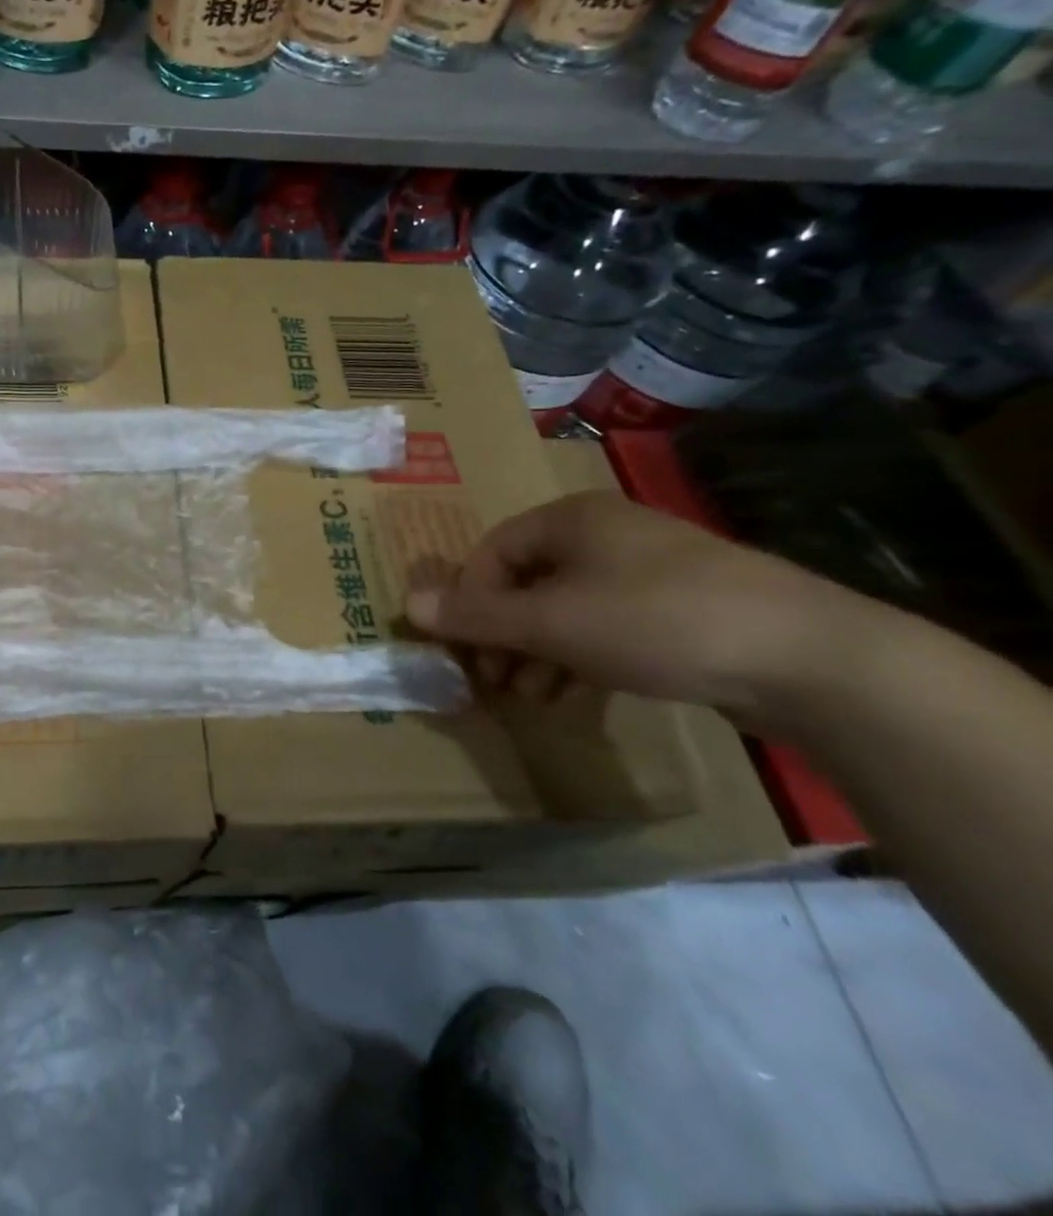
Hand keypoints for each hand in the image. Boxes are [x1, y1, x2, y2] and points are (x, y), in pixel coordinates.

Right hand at [404, 491, 875, 716]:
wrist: (809, 658)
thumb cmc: (656, 621)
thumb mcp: (552, 623)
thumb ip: (477, 616)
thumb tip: (405, 605)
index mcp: (571, 519)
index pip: (491, 552)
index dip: (469, 600)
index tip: (467, 648)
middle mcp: (606, 533)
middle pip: (527, 580)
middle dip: (502, 632)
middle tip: (493, 678)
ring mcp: (648, 570)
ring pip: (566, 607)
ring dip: (537, 651)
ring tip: (531, 696)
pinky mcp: (682, 608)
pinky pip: (607, 625)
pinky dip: (580, 656)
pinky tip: (575, 694)